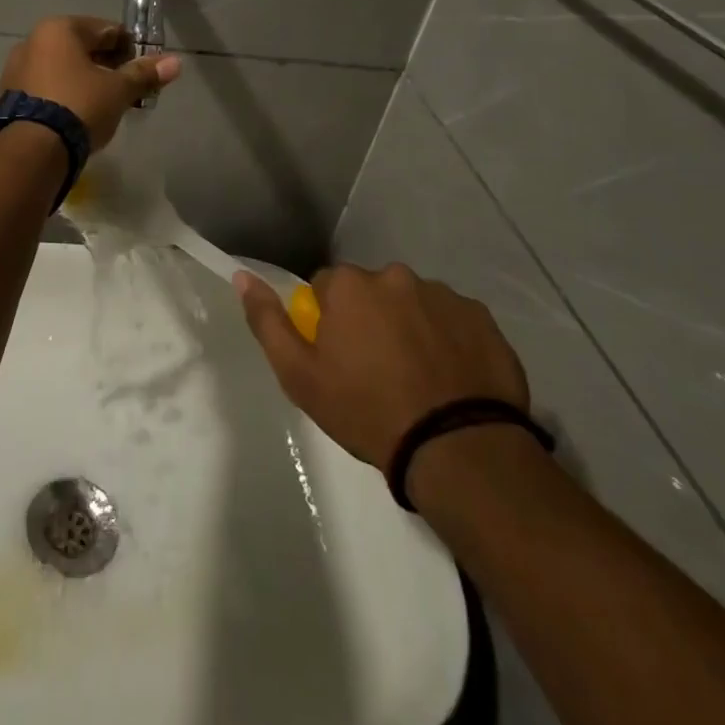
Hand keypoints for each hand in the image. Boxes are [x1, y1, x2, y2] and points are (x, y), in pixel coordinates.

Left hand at [0, 16, 181, 150]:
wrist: (32, 150)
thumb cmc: (79, 106)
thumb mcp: (117, 90)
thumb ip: (144, 74)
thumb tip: (175, 62)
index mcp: (59, 29)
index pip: (106, 30)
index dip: (130, 48)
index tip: (145, 69)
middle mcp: (33, 41)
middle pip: (83, 48)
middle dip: (108, 65)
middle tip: (128, 89)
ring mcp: (17, 68)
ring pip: (64, 68)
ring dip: (86, 80)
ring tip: (106, 105)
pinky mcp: (10, 95)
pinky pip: (47, 86)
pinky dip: (66, 94)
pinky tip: (79, 114)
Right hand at [235, 263, 530, 468]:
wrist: (458, 449)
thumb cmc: (367, 411)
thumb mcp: (300, 376)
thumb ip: (268, 322)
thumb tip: (242, 277)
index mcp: (349, 285)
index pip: (325, 288)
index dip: (329, 323)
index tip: (339, 359)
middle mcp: (394, 275)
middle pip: (371, 292)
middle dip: (371, 320)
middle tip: (379, 371)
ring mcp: (442, 294)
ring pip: (413, 304)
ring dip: (410, 328)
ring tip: (420, 378)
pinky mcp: (482, 317)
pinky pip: (454, 321)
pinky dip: (449, 340)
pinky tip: (452, 378)